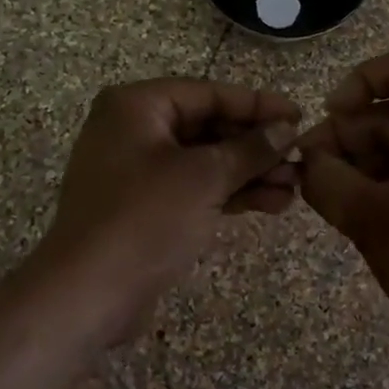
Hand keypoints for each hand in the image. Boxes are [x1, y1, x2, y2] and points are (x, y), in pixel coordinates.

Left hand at [34, 79, 300, 343]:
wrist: (87, 295)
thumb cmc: (144, 219)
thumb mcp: (203, 177)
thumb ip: (249, 149)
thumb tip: (285, 129)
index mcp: (136, 106)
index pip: (208, 94)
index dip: (257, 104)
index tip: (298, 116)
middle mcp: (134, 130)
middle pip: (208, 126)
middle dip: (256, 145)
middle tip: (301, 157)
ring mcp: (138, 171)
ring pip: (205, 161)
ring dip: (250, 172)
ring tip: (296, 187)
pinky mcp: (146, 207)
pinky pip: (195, 188)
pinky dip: (229, 193)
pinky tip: (273, 203)